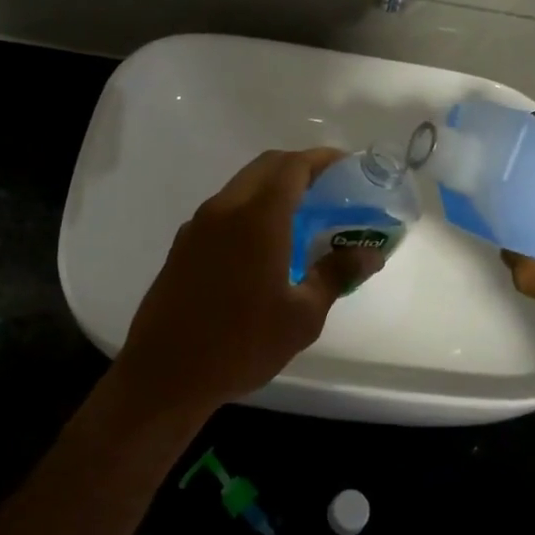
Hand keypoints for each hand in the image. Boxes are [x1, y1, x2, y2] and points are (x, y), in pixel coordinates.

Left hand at [116, 149, 383, 415]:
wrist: (164, 374)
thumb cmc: (241, 344)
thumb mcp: (301, 316)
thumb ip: (336, 274)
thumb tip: (369, 253)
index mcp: (257, 218)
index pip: (293, 167)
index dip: (322, 159)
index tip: (347, 166)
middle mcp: (224, 209)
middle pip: (266, 167)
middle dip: (299, 168)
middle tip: (329, 189)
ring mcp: (198, 226)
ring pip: (242, 186)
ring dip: (272, 188)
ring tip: (302, 217)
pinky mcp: (183, 245)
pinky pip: (224, 210)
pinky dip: (250, 209)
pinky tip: (264, 246)